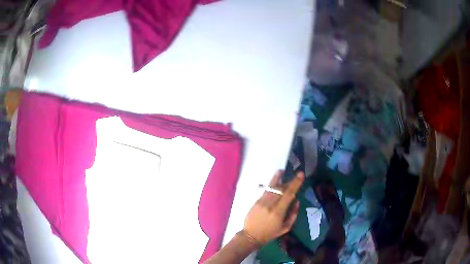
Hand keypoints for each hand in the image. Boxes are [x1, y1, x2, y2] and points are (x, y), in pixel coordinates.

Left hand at [243, 171, 303, 244]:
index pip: (289, 194)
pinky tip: (276, 178)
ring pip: (273, 187)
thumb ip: (293, 214)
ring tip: (285, 172)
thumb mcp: (285, 228)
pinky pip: (266, 190)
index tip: (301, 175)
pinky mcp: (256, 201)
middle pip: (281, 189)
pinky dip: (272, 183)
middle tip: (297, 174)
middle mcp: (270, 204)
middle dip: (290, 181)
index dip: (295, 184)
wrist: (250, 235)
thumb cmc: (270, 233)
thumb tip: (297, 200)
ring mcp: (262, 202)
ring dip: (280, 179)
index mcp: (278, 212)